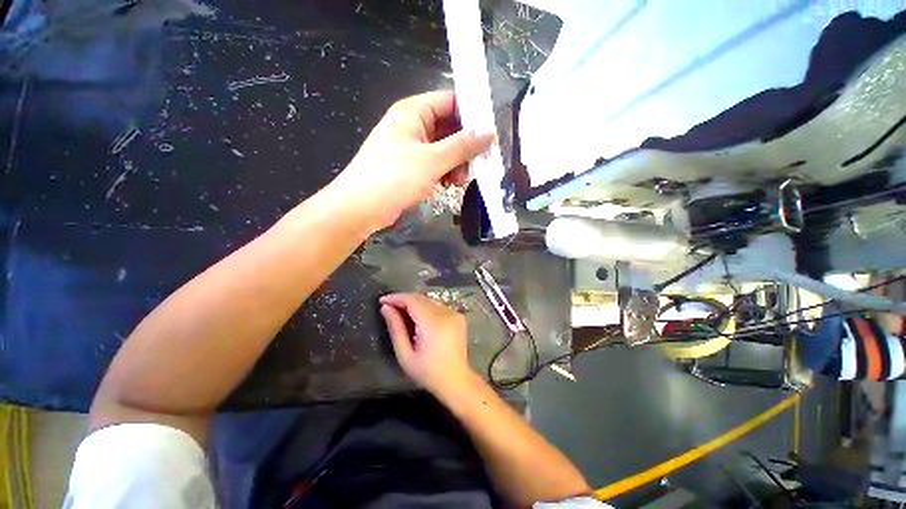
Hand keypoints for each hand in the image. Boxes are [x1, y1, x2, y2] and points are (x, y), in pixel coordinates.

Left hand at [335, 91, 494, 231]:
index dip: (472, 115)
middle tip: (476, 165)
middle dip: (465, 147)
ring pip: (444, 149)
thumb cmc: (393, 178)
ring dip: (456, 164)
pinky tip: (448, 185)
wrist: (360, 208)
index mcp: (414, 112)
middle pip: (450, 127)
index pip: (451, 101)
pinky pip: (435, 164)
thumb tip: (490, 133)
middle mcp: (413, 125)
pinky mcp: (410, 167)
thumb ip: (462, 146)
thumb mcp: (432, 161)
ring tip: (459, 181)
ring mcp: (411, 148)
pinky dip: (445, 173)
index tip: (490, 135)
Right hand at [379, 293, 473, 395]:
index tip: (382, 300)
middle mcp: (446, 313)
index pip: (412, 300)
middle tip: (388, 307)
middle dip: (403, 300)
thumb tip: (386, 308)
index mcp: (433, 323)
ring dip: (414, 303)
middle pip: (421, 298)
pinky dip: (425, 308)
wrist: (456, 380)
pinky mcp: (458, 316)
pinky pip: (437, 306)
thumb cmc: (428, 372)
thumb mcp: (405, 355)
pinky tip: (417, 318)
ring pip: (429, 300)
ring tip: (400, 313)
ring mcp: (454, 313)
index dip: (396, 297)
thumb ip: (396, 328)